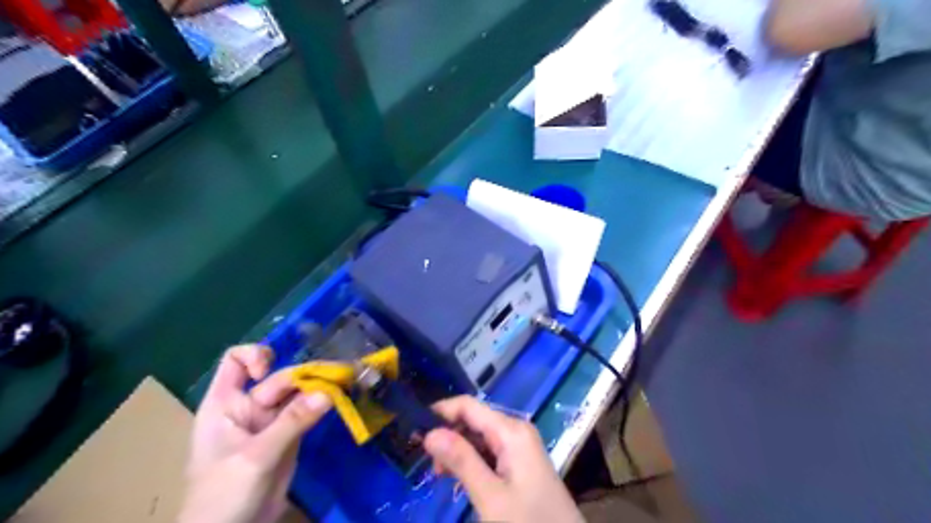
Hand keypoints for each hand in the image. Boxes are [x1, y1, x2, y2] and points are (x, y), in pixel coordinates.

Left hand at [177, 345, 329, 522]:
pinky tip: (344, 397)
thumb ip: (292, 422)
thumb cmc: (223, 495)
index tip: (269, 371)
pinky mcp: (290, 435)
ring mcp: (271, 421)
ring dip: (322, 385)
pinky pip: (309, 411)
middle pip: (280, 377)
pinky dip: (326, 403)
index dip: (256, 356)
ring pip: (299, 392)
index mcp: (225, 404)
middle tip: (340, 374)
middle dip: (307, 374)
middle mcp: (249, 406)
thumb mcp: (255, 457)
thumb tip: (329, 392)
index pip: (236, 361)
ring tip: (348, 379)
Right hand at [425, 396, 579, 522]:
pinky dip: (472, 461)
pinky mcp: (520, 461)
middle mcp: (516, 430)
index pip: (468, 406)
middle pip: (473, 419)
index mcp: (511, 430)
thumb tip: (430, 432)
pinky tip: (460, 479)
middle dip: (448, 435)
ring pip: (479, 436)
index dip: (440, 412)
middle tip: (426, 462)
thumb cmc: (529, 522)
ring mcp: (519, 445)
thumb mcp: (491, 497)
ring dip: (458, 450)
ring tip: (439, 475)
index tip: (414, 431)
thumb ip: (461, 461)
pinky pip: (489, 451)